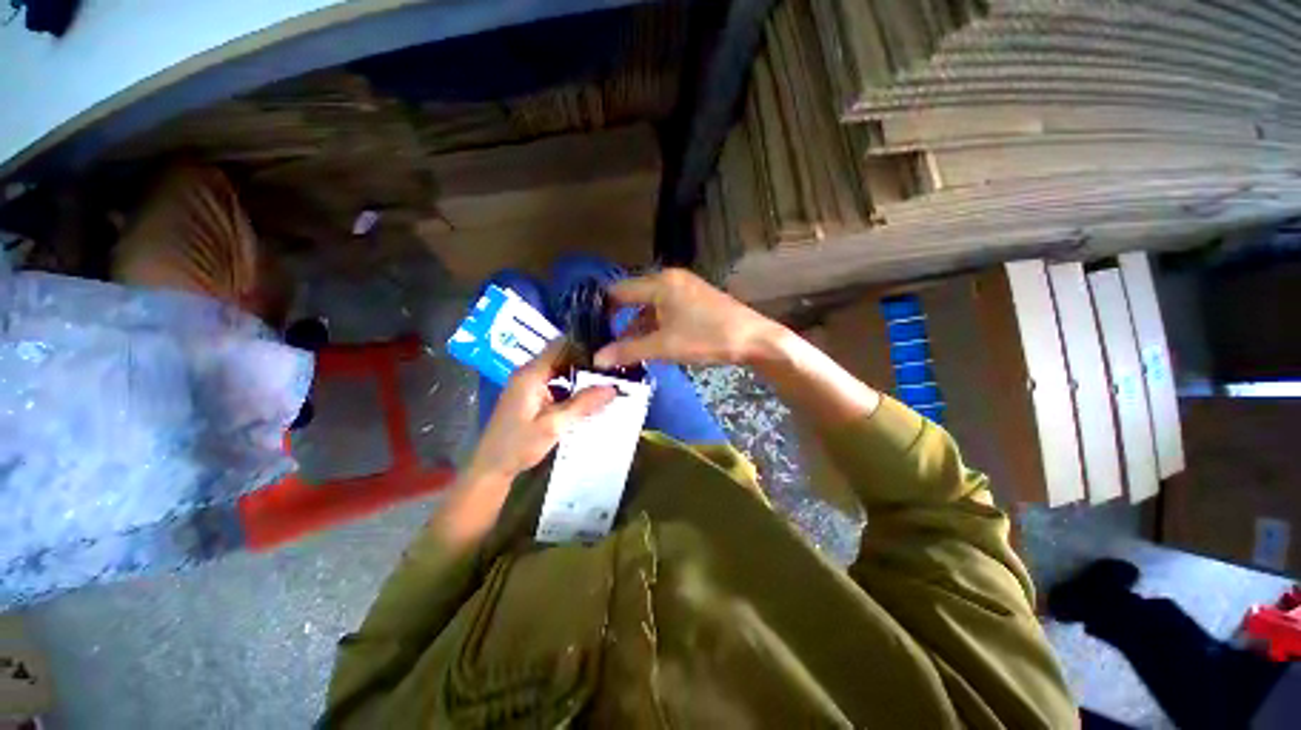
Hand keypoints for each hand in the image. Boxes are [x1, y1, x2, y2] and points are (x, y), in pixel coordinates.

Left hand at [466, 340, 615, 485]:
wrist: (491, 468)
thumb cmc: (519, 445)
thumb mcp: (554, 425)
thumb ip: (583, 404)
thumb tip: (613, 388)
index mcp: (531, 374)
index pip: (560, 346)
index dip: (584, 347)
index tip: (607, 355)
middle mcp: (528, 373)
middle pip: (561, 357)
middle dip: (585, 362)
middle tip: (611, 370)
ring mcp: (528, 384)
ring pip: (559, 370)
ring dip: (579, 376)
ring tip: (604, 381)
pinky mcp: (529, 396)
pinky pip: (554, 383)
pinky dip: (570, 387)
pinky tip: (586, 397)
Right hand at [594, 269, 788, 368]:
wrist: (754, 339)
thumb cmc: (706, 338)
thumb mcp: (663, 346)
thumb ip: (628, 351)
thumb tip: (597, 359)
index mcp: (659, 283)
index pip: (619, 290)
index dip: (603, 309)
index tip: (593, 331)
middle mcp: (670, 279)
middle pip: (635, 298)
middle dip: (622, 322)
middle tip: (609, 345)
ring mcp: (685, 288)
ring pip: (652, 306)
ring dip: (640, 327)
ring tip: (630, 352)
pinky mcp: (696, 299)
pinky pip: (667, 310)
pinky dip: (657, 326)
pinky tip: (655, 345)